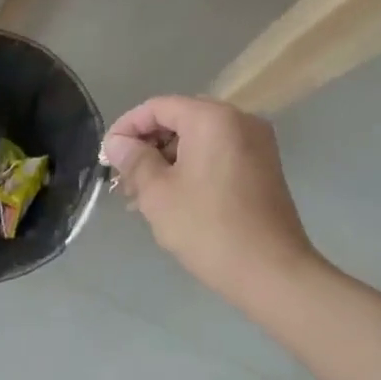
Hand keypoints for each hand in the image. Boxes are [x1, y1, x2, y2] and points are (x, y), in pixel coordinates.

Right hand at [101, 96, 318, 301]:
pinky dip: (192, 167)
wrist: (272, 272)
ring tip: (142, 194)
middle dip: (147, 145)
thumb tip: (117, 143)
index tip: (108, 156)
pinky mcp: (263, 168)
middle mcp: (239, 120)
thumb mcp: (158, 193)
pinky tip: (172, 197)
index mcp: (212, 118)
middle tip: (123, 178)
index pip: (158, 107)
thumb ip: (134, 160)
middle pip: (180, 119)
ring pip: (199, 139)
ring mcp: (256, 144)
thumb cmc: (208, 228)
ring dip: (168, 159)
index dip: (127, 127)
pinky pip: (218, 154)